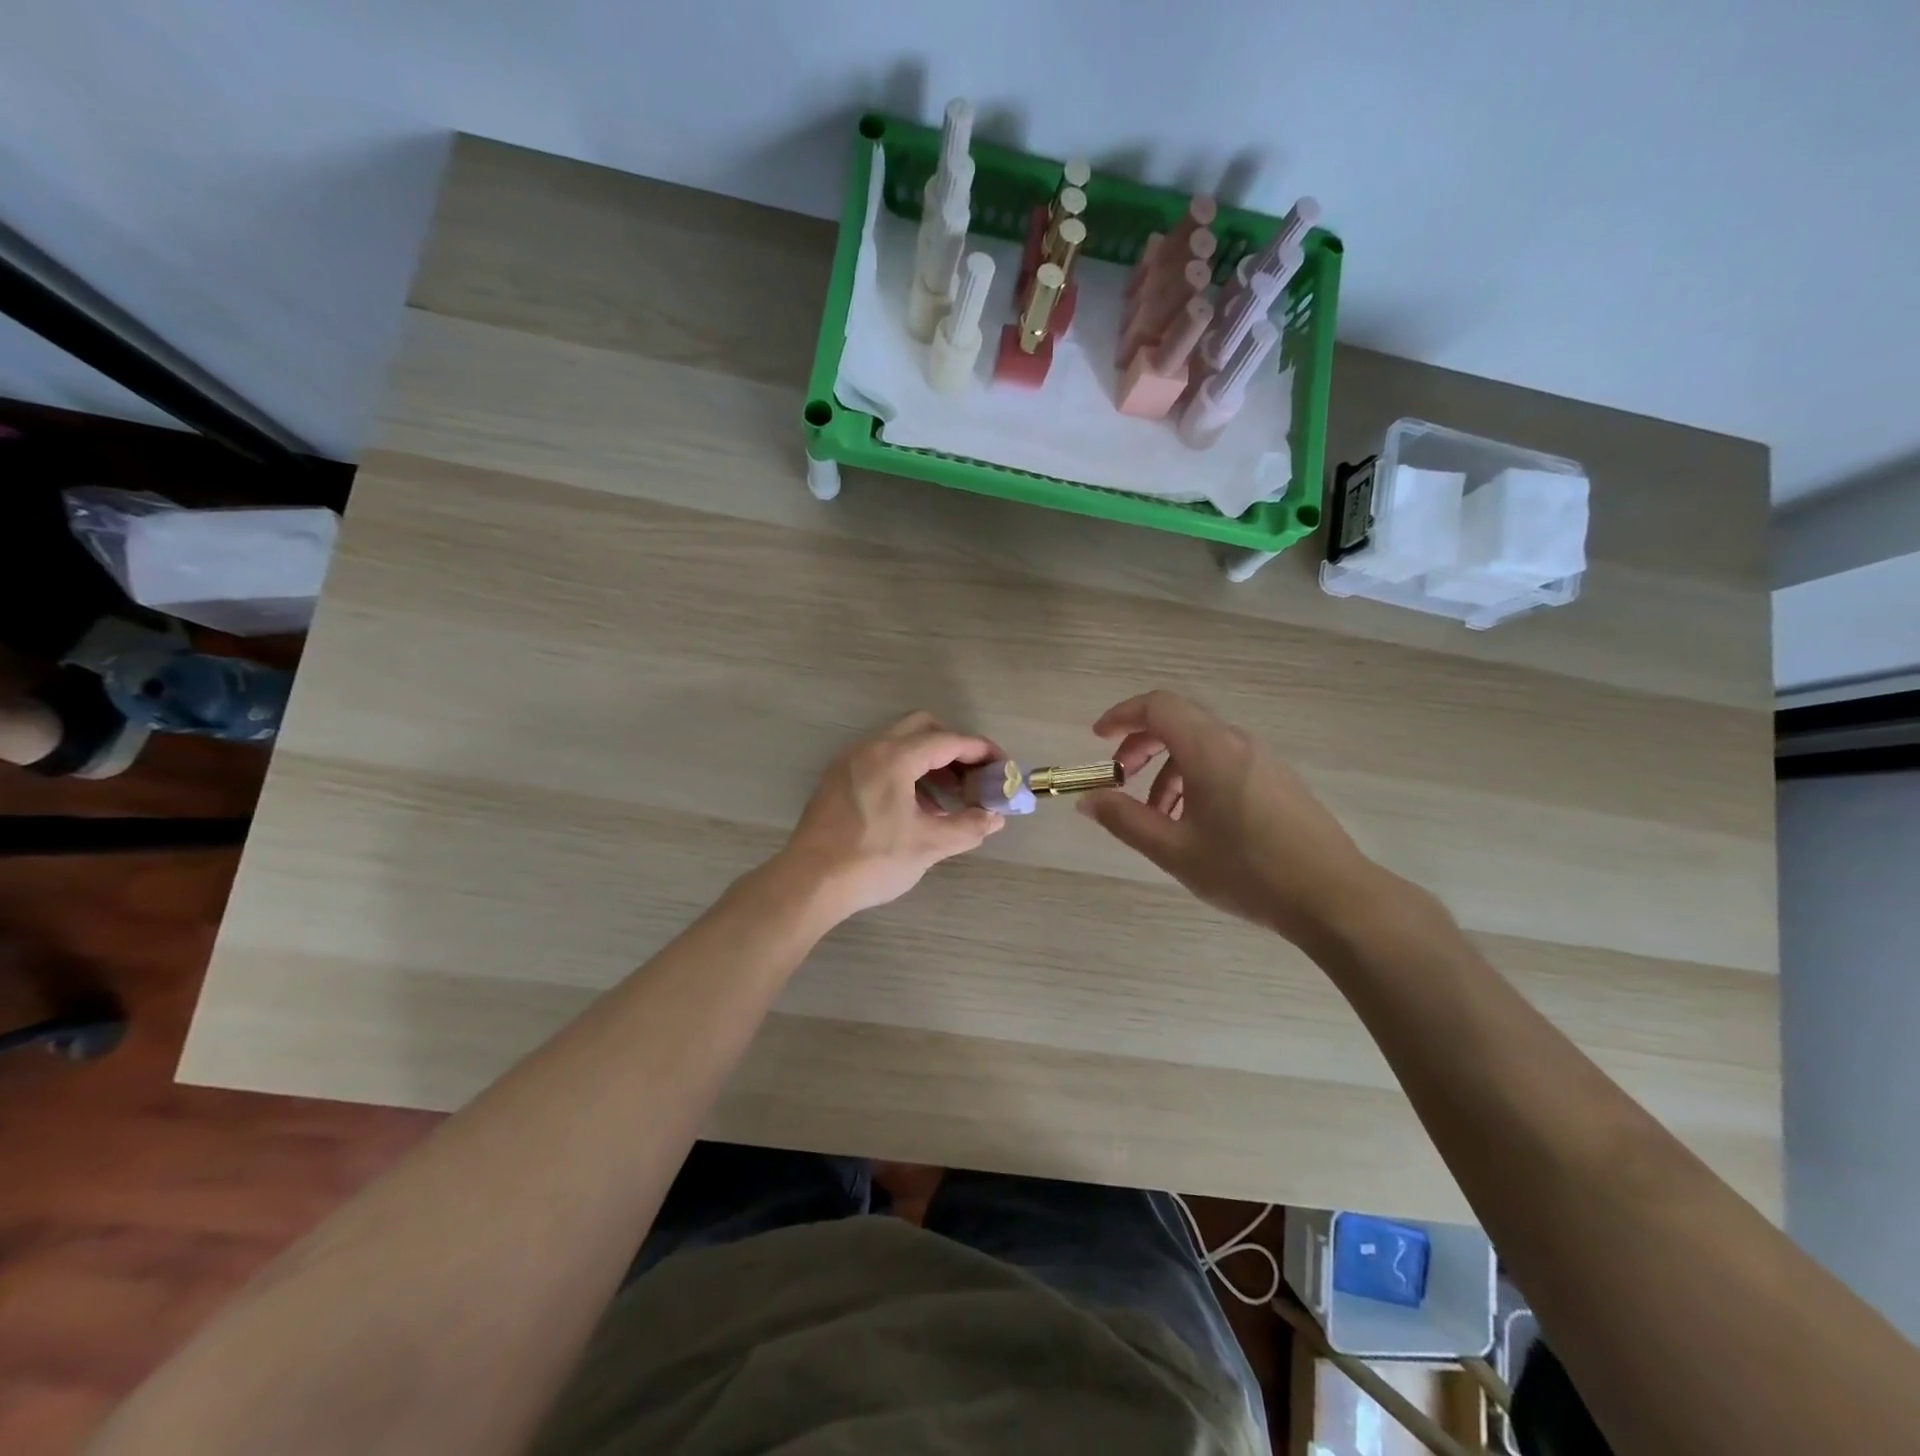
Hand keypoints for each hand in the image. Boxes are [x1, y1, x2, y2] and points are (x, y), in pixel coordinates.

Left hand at [779, 711, 1004, 920]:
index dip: (980, 750)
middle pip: (922, 728)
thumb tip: (995, 818)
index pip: (948, 740)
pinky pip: (879, 761)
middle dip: (953, 748)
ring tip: (949, 798)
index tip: (1001, 766)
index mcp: (894, 757)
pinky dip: (905, 772)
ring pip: (898, 744)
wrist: (809, 883)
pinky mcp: (837, 780)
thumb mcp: (928, 845)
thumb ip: (968, 826)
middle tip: (972, 776)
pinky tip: (916, 808)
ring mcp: (849, 762)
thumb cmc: (872, 860)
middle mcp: (869, 748)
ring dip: (928, 762)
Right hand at [1077, 690, 1385, 946]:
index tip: (1098, 739)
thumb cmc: (1247, 871)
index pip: (1158, 706)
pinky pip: (1224, 762)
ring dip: (1168, 769)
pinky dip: (1195, 779)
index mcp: (1210, 750)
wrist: (1334, 897)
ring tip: (1157, 816)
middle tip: (1121, 779)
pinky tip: (1194, 824)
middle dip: (1141, 745)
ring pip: (1201, 745)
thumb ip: (1125, 820)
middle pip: (1178, 721)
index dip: (1122, 716)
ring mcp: (1262, 759)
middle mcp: (1237, 742)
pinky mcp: (1278, 779)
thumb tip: (1088, 800)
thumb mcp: (1174, 850)